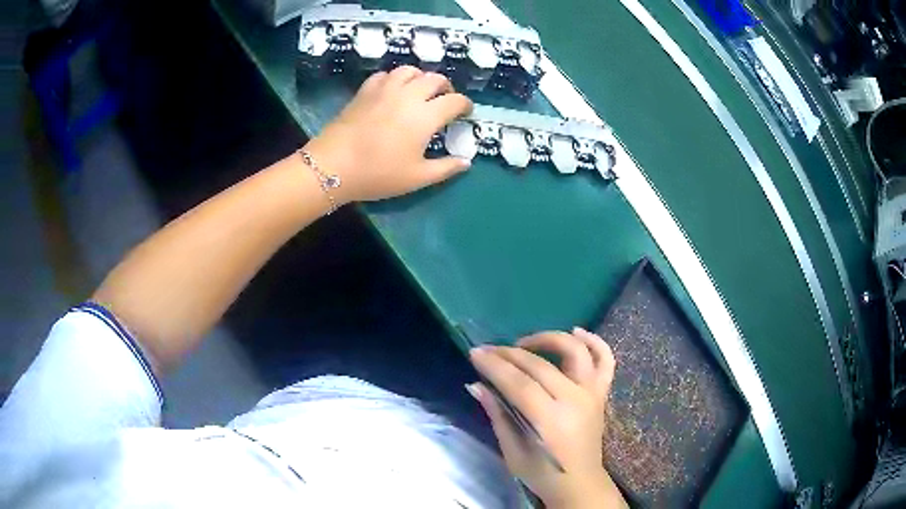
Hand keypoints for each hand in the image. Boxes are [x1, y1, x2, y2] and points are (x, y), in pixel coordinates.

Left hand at [304, 66, 472, 204]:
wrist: (333, 166)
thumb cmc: (378, 173)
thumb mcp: (417, 178)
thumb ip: (446, 168)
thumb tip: (467, 162)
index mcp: (425, 115)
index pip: (455, 101)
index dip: (465, 105)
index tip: (466, 113)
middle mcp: (408, 95)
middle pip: (435, 78)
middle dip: (446, 87)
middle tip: (445, 100)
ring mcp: (385, 89)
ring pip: (410, 71)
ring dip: (421, 78)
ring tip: (420, 91)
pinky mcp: (365, 91)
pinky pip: (385, 75)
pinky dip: (395, 79)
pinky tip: (392, 91)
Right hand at [468, 328, 626, 508]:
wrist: (579, 482)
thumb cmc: (542, 473)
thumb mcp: (512, 451)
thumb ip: (498, 415)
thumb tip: (476, 385)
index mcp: (550, 420)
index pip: (519, 383)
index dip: (495, 365)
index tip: (475, 353)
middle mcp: (575, 400)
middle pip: (540, 365)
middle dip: (509, 353)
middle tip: (488, 349)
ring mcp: (592, 394)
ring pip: (576, 351)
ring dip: (549, 339)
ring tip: (525, 343)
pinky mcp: (601, 393)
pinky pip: (605, 360)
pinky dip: (594, 341)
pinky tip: (577, 332)